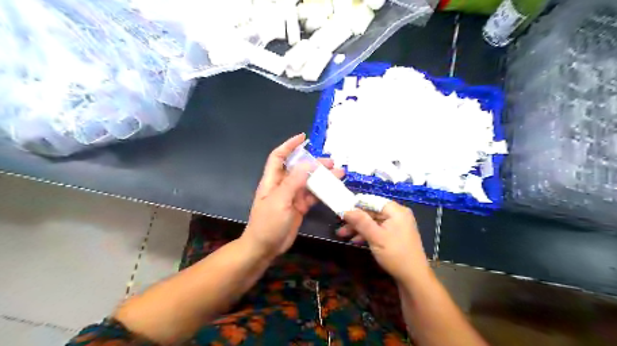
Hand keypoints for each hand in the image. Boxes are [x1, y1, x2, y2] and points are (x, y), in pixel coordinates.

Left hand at [244, 134, 345, 257]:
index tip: (303, 138)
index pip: (279, 157)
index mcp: (273, 180)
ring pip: (308, 182)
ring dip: (322, 178)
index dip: (289, 145)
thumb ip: (294, 181)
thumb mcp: (280, 200)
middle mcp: (283, 185)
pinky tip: (333, 189)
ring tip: (339, 174)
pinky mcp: (299, 207)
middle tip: (331, 163)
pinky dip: (322, 192)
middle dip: (314, 163)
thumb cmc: (268, 223)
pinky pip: (312, 196)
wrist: (264, 248)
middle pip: (299, 169)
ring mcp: (292, 196)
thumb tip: (309, 163)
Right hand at [337, 202, 429, 282]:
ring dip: (359, 228)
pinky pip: (378, 229)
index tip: (342, 211)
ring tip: (342, 235)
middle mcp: (398, 215)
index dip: (356, 205)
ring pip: (374, 222)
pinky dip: (367, 234)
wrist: (413, 278)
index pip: (372, 201)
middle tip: (340, 226)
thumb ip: (361, 222)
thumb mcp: (376, 237)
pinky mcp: (395, 235)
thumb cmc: (395, 255)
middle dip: (356, 219)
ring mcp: (397, 225)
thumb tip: (346, 210)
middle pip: (372, 212)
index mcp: (396, 211)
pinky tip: (355, 241)